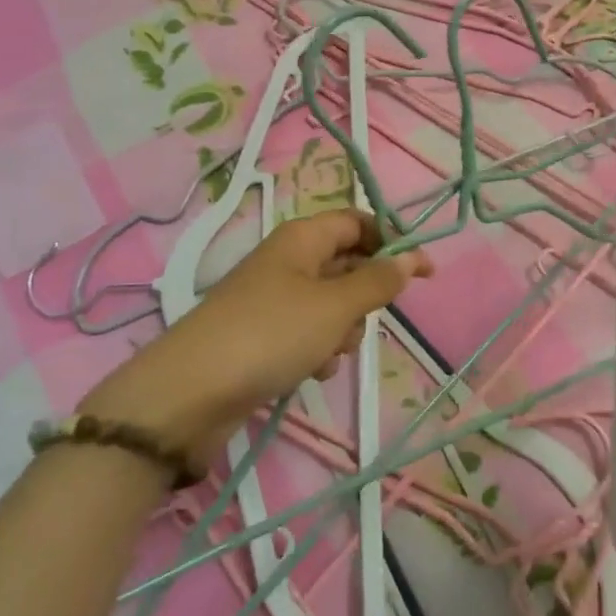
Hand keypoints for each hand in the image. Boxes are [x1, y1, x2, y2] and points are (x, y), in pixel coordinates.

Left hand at [78, 210, 432, 467]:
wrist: (191, 393)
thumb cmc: (271, 334)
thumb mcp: (335, 306)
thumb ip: (378, 282)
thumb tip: (412, 257)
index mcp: (302, 237)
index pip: (358, 222)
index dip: (393, 241)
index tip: (424, 273)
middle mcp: (288, 260)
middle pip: (347, 264)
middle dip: (363, 296)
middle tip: (362, 321)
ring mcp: (273, 298)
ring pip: (332, 305)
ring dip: (341, 330)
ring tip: (327, 351)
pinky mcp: (264, 335)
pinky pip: (309, 333)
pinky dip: (317, 349)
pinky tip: (309, 370)